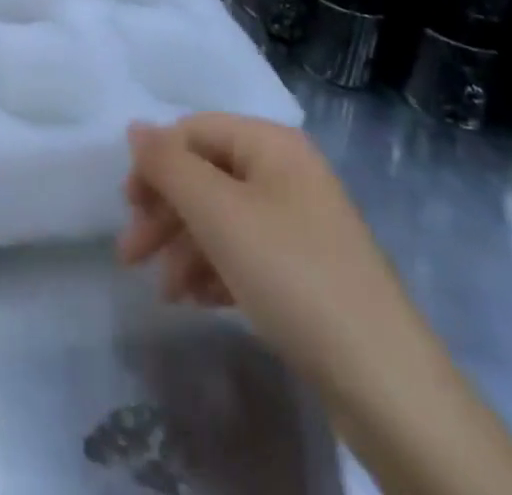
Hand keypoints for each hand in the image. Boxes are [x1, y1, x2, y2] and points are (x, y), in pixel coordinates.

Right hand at [119, 114, 358, 340]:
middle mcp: (286, 172)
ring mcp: (300, 222)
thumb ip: (170, 166)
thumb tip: (136, 128)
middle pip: (207, 176)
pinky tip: (196, 301)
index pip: (195, 131)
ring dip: (185, 247)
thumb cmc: (292, 276)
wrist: (384, 383)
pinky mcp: (306, 270)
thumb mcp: (219, 213)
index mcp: (271, 144)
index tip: (127, 207)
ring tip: (164, 292)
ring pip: (223, 218)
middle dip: (165, 213)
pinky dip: (215, 270)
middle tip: (130, 255)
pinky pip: (246, 253)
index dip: (156, 162)